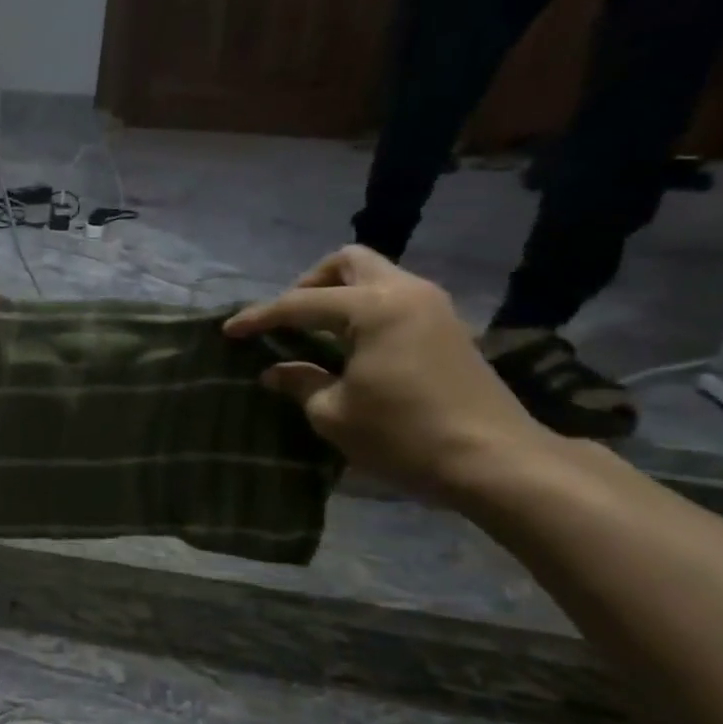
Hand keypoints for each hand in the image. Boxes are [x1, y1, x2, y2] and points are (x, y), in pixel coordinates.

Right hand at [225, 246, 549, 497]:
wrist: (493, 460)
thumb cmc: (403, 435)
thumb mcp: (334, 414)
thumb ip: (300, 382)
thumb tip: (275, 371)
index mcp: (374, 309)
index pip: (301, 303)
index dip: (260, 317)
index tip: (229, 331)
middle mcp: (405, 293)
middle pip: (348, 262)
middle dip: (308, 284)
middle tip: (286, 320)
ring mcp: (433, 307)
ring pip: (375, 276)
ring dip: (338, 295)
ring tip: (312, 333)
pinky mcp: (447, 328)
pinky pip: (393, 299)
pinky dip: (363, 310)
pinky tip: (348, 346)